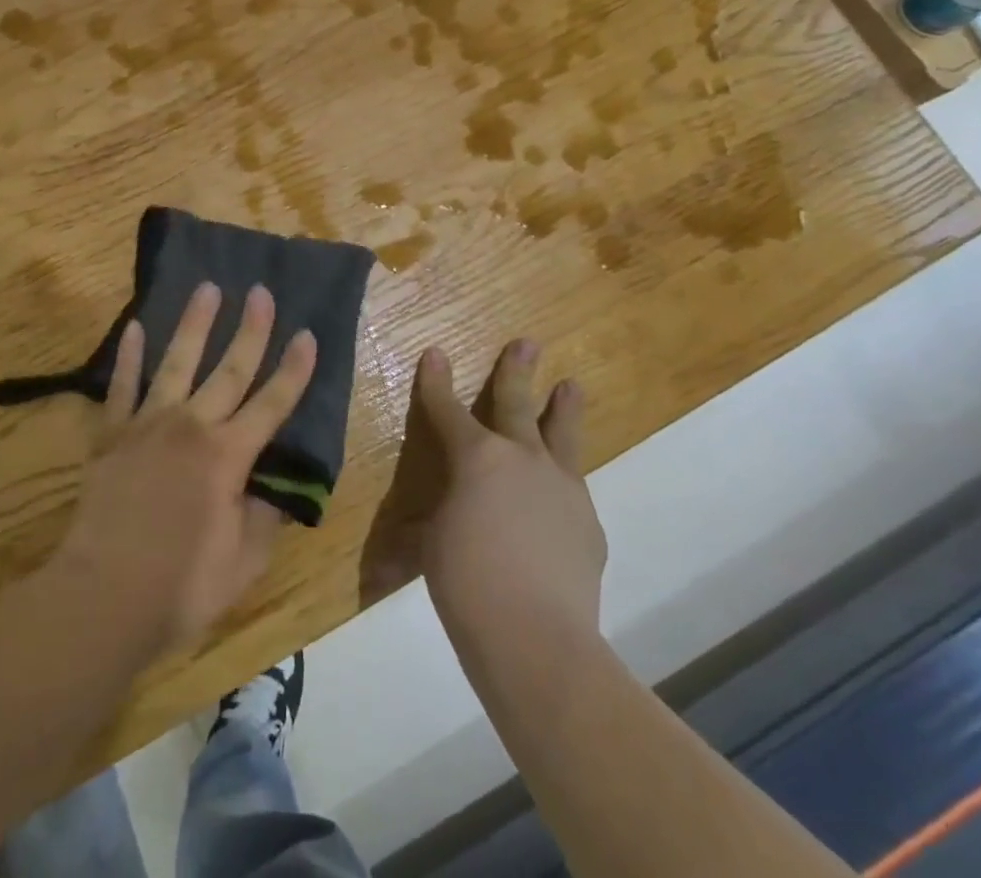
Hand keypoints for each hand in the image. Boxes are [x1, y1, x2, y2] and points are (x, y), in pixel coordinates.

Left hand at [50, 282, 317, 656]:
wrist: (102, 596)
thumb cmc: (180, 587)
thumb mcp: (243, 563)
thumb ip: (264, 518)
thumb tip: (277, 488)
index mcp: (228, 457)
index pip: (272, 404)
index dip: (294, 370)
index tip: (308, 335)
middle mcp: (191, 427)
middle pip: (229, 369)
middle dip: (250, 329)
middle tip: (261, 291)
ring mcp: (148, 425)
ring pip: (177, 361)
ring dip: (195, 323)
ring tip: (208, 288)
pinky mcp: (112, 434)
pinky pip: (122, 386)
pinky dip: (130, 356)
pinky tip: (136, 326)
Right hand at [368, 340, 607, 643]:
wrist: (537, 636)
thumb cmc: (466, 582)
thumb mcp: (431, 549)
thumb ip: (423, 535)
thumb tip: (391, 558)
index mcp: (476, 458)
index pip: (448, 409)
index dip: (437, 381)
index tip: (435, 353)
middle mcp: (522, 458)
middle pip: (516, 403)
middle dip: (516, 371)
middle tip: (527, 343)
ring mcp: (561, 486)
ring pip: (561, 434)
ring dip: (563, 407)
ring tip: (571, 385)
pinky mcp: (588, 521)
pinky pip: (574, 487)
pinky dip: (565, 479)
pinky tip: (565, 490)